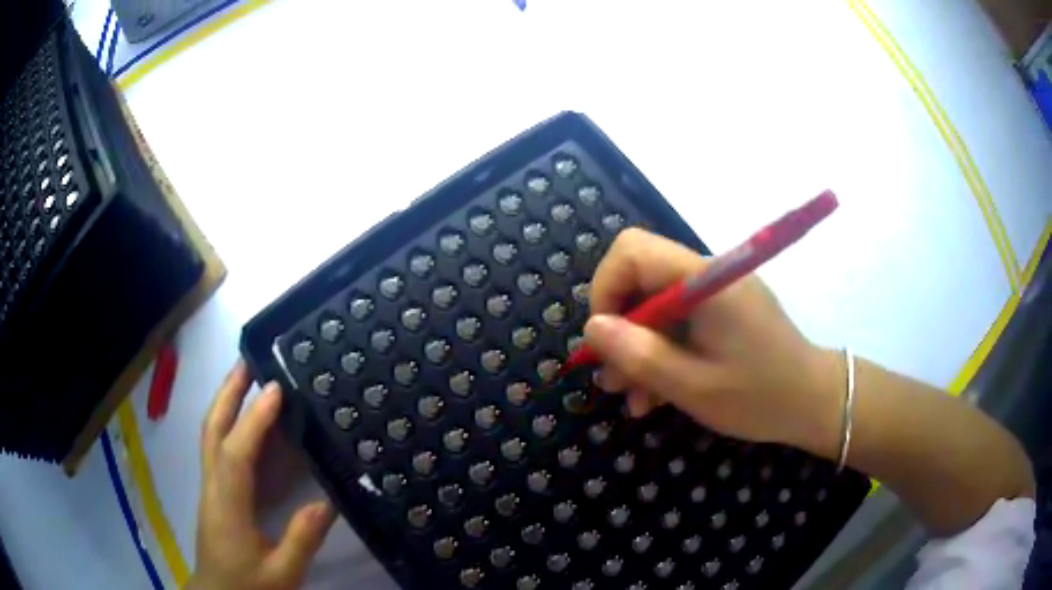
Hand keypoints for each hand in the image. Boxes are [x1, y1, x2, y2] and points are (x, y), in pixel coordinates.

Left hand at [188, 362, 336, 589]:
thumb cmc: (248, 587)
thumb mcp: (282, 573)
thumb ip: (302, 539)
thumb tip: (326, 502)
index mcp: (227, 506)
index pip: (236, 453)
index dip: (253, 420)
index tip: (274, 389)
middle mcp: (213, 488)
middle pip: (212, 431)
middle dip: (227, 393)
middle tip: (247, 361)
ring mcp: (210, 488)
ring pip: (210, 435)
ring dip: (225, 402)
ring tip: (245, 378)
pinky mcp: (214, 493)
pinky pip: (218, 448)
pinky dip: (227, 424)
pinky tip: (244, 423)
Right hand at [583, 228, 841, 457]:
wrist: (815, 402)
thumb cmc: (760, 396)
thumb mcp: (693, 386)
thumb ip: (640, 355)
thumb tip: (591, 328)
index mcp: (705, 280)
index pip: (632, 250)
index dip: (605, 289)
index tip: (605, 341)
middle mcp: (708, 274)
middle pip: (640, 279)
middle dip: (620, 330)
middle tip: (614, 382)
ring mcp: (717, 293)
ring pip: (655, 306)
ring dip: (639, 350)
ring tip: (637, 400)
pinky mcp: (724, 311)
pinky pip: (678, 322)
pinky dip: (663, 353)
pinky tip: (659, 394)